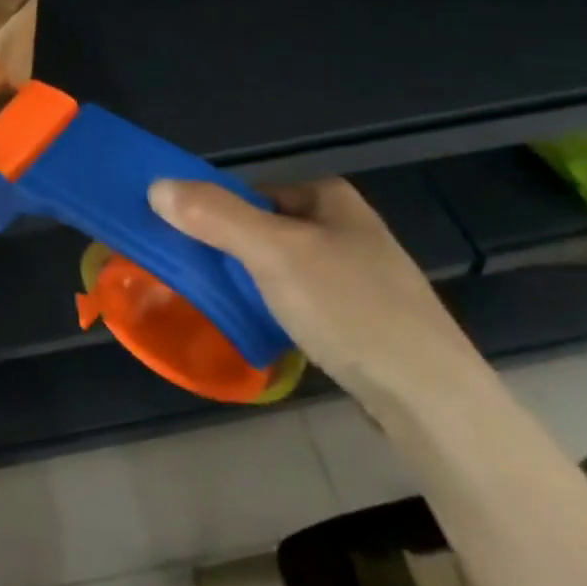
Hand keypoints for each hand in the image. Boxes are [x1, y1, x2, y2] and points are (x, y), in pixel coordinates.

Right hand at [149, 176, 486, 412]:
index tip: (190, 245)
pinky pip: (302, 300)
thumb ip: (213, 215)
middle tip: (202, 278)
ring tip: (228, 307)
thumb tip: (155, 186)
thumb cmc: (349, 308)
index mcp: (331, 198)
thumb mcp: (272, 252)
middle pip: (265, 229)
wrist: (431, 399)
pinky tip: (267, 332)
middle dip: (232, 251)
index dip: (215, 214)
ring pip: (282, 267)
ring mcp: (359, 275)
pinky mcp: (364, 318)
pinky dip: (277, 309)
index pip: (251, 192)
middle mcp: (347, 227)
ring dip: (251, 283)